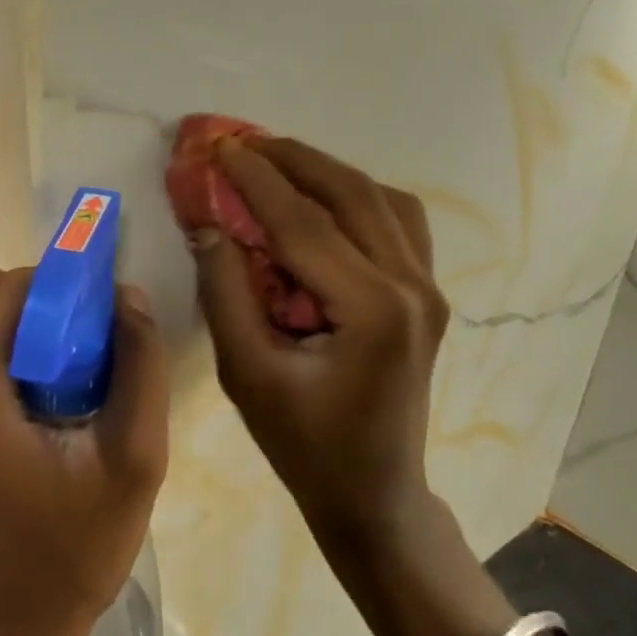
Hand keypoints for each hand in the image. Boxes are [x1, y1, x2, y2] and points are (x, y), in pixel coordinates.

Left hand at [0, 264, 169, 635]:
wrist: (5, 632)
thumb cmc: (70, 550)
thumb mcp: (133, 459)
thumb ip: (140, 366)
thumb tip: (128, 297)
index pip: (15, 284)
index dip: (66, 284)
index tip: (105, 315)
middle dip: (38, 298)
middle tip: (86, 342)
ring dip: (18, 324)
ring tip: (67, 372)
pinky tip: (39, 399)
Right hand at [189, 136, 448, 540]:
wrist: (373, 493)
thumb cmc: (304, 444)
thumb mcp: (248, 374)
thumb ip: (225, 293)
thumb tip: (208, 225)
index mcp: (372, 309)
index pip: (303, 222)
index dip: (255, 180)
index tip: (217, 148)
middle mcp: (412, 286)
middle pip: (350, 194)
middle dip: (292, 159)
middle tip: (242, 141)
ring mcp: (428, 288)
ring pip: (381, 199)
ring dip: (326, 171)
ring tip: (276, 162)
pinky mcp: (427, 295)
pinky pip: (397, 221)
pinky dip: (357, 196)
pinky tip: (322, 200)